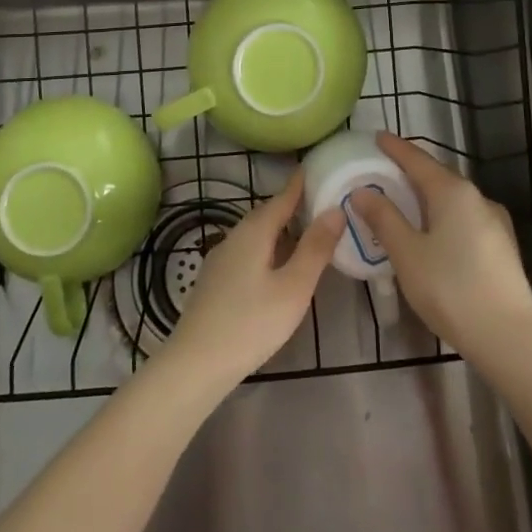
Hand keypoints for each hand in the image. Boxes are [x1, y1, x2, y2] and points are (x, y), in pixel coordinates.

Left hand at [164, 173, 343, 390]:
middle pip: (267, 214)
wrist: (196, 363)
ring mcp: (221, 259)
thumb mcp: (294, 287)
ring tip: (305, 233)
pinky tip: (277, 266)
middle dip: (292, 206)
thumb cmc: (251, 323)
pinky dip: (268, 248)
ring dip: (280, 229)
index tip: (317, 167)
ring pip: (256, 234)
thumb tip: (335, 209)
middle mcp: (235, 236)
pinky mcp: (215, 281)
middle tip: (320, 201)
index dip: (300, 184)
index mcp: (254, 231)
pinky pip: (247, 251)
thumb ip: (315, 248)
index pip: (282, 197)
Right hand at [349, 132, 531, 363]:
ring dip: (428, 197)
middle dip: (411, 172)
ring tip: (405, 203)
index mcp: (453, 192)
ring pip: (453, 199)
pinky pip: (465, 219)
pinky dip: (443, 216)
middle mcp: (478, 198)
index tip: (377, 137)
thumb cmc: (451, 290)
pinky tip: (433, 234)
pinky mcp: (502, 247)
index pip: (418, 159)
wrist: (509, 339)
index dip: (395, 148)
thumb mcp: (407, 254)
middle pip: (438, 176)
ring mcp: (495, 223)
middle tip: (385, 171)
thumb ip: (384, 219)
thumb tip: (362, 191)